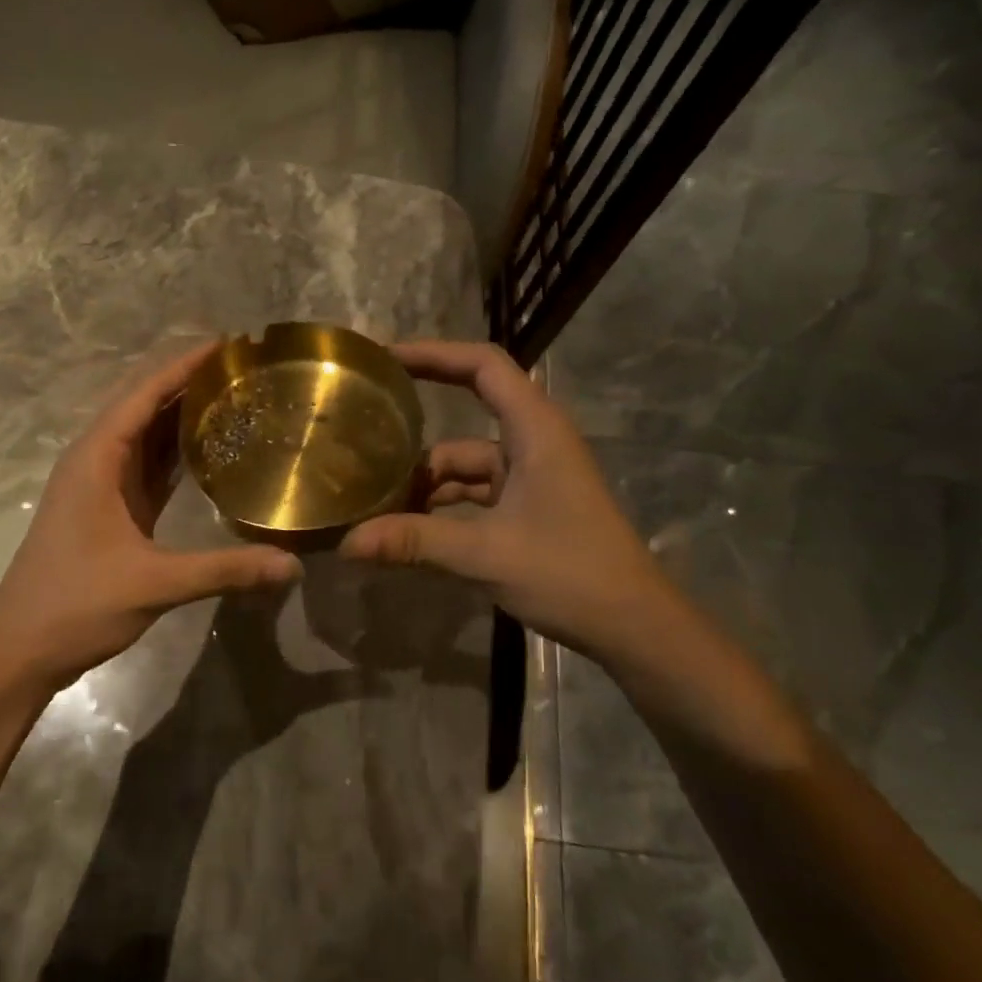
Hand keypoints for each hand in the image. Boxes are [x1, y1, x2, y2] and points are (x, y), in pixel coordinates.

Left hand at [0, 342, 301, 694]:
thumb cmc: (76, 605)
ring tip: (237, 397)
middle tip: (246, 370)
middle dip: (190, 382)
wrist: (20, 649)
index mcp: (97, 458)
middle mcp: (97, 459)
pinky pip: (149, 465)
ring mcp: (102, 484)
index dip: (184, 365)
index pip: (144, 393)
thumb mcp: (154, 584)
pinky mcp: (111, 508)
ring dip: (184, 414)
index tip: (228, 344)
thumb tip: (293, 566)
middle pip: (146, 405)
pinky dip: (177, 451)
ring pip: (147, 434)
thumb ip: (225, 570)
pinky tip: (211, 448)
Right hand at [340, 340, 680, 667]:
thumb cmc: (570, 574)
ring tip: (373, 500)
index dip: (434, 353)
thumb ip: (415, 542)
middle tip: (362, 434)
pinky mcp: (528, 506)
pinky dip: (442, 506)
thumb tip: (347, 543)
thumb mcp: (486, 554)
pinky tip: (407, 529)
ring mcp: (531, 476)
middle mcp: (532, 442)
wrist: (634, 628)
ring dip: (425, 482)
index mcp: (535, 430)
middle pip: (466, 416)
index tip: (385, 360)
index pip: (482, 366)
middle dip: (416, 431)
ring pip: (464, 464)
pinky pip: (474, 493)